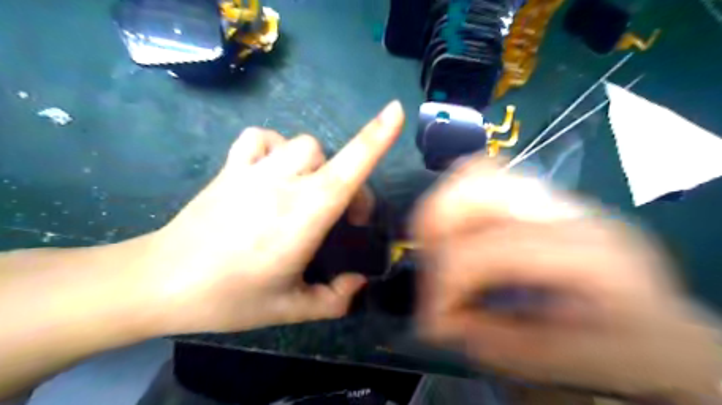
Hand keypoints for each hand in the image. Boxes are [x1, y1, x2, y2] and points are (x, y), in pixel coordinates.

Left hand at [138, 101, 403, 335]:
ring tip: (304, 189)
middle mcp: (283, 183)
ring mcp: (253, 170)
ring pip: (300, 142)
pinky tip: (271, 169)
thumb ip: (335, 300)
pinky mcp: (229, 167)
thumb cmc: (230, 298)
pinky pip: (261, 137)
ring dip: (314, 163)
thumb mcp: (290, 309)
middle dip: (345, 180)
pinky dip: (274, 146)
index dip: (376, 137)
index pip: (349, 168)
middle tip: (340, 213)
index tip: (396, 111)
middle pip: (329, 155)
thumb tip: (359, 284)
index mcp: (305, 215)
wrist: (161, 282)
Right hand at [412, 157, 721, 398]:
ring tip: (441, 251)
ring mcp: (556, 196)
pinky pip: (485, 178)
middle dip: (434, 227)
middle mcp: (569, 209)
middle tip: (430, 270)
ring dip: (443, 211)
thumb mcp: (569, 362)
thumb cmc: (630, 347)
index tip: (433, 321)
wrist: (665, 325)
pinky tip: (462, 236)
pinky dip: (459, 202)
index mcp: (586, 252)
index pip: (487, 248)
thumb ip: (498, 343)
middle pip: (476, 184)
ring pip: (477, 172)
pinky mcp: (544, 197)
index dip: (445, 283)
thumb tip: (438, 322)